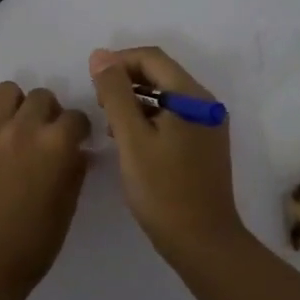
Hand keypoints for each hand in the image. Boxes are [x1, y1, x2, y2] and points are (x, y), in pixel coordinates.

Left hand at [0, 81, 92, 299]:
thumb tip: (77, 153)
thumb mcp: (67, 206)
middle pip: (42, 96)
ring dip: (16, 105)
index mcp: (58, 144)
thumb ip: (75, 170)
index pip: (76, 117)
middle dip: (49, 112)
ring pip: (7, 91)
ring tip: (16, 128)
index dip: (79, 129)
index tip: (77, 141)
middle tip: (45, 135)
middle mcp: (26, 127)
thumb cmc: (34, 241)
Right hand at [89, 46, 247, 261]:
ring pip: (165, 97)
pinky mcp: (203, 146)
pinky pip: (172, 118)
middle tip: (98, 105)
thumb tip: (100, 56)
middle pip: (160, 74)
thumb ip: (115, 93)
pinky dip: (148, 119)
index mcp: (192, 96)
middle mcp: (205, 104)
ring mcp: (207, 126)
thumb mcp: (131, 138)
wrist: (202, 242)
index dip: (118, 61)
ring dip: (134, 101)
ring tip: (109, 124)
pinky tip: (128, 141)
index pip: (152, 58)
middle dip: (125, 82)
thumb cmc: (163, 189)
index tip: (91, 82)